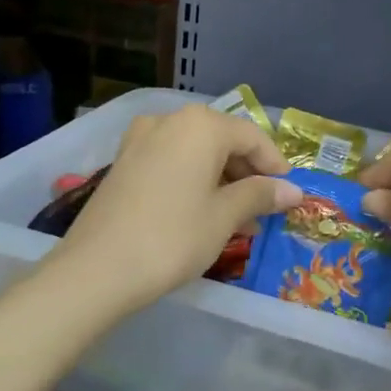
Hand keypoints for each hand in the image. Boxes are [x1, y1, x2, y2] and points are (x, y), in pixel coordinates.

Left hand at [46, 105, 301, 317]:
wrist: (96, 269)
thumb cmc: (173, 238)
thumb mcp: (224, 217)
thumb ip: (260, 196)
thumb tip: (293, 191)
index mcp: (200, 126)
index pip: (252, 137)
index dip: (275, 165)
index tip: (289, 195)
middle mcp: (169, 121)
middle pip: (222, 141)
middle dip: (247, 175)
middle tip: (263, 211)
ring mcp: (141, 140)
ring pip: (196, 153)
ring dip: (221, 181)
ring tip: (237, 221)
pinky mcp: (123, 163)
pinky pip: (171, 163)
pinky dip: (193, 182)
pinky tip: (202, 214)